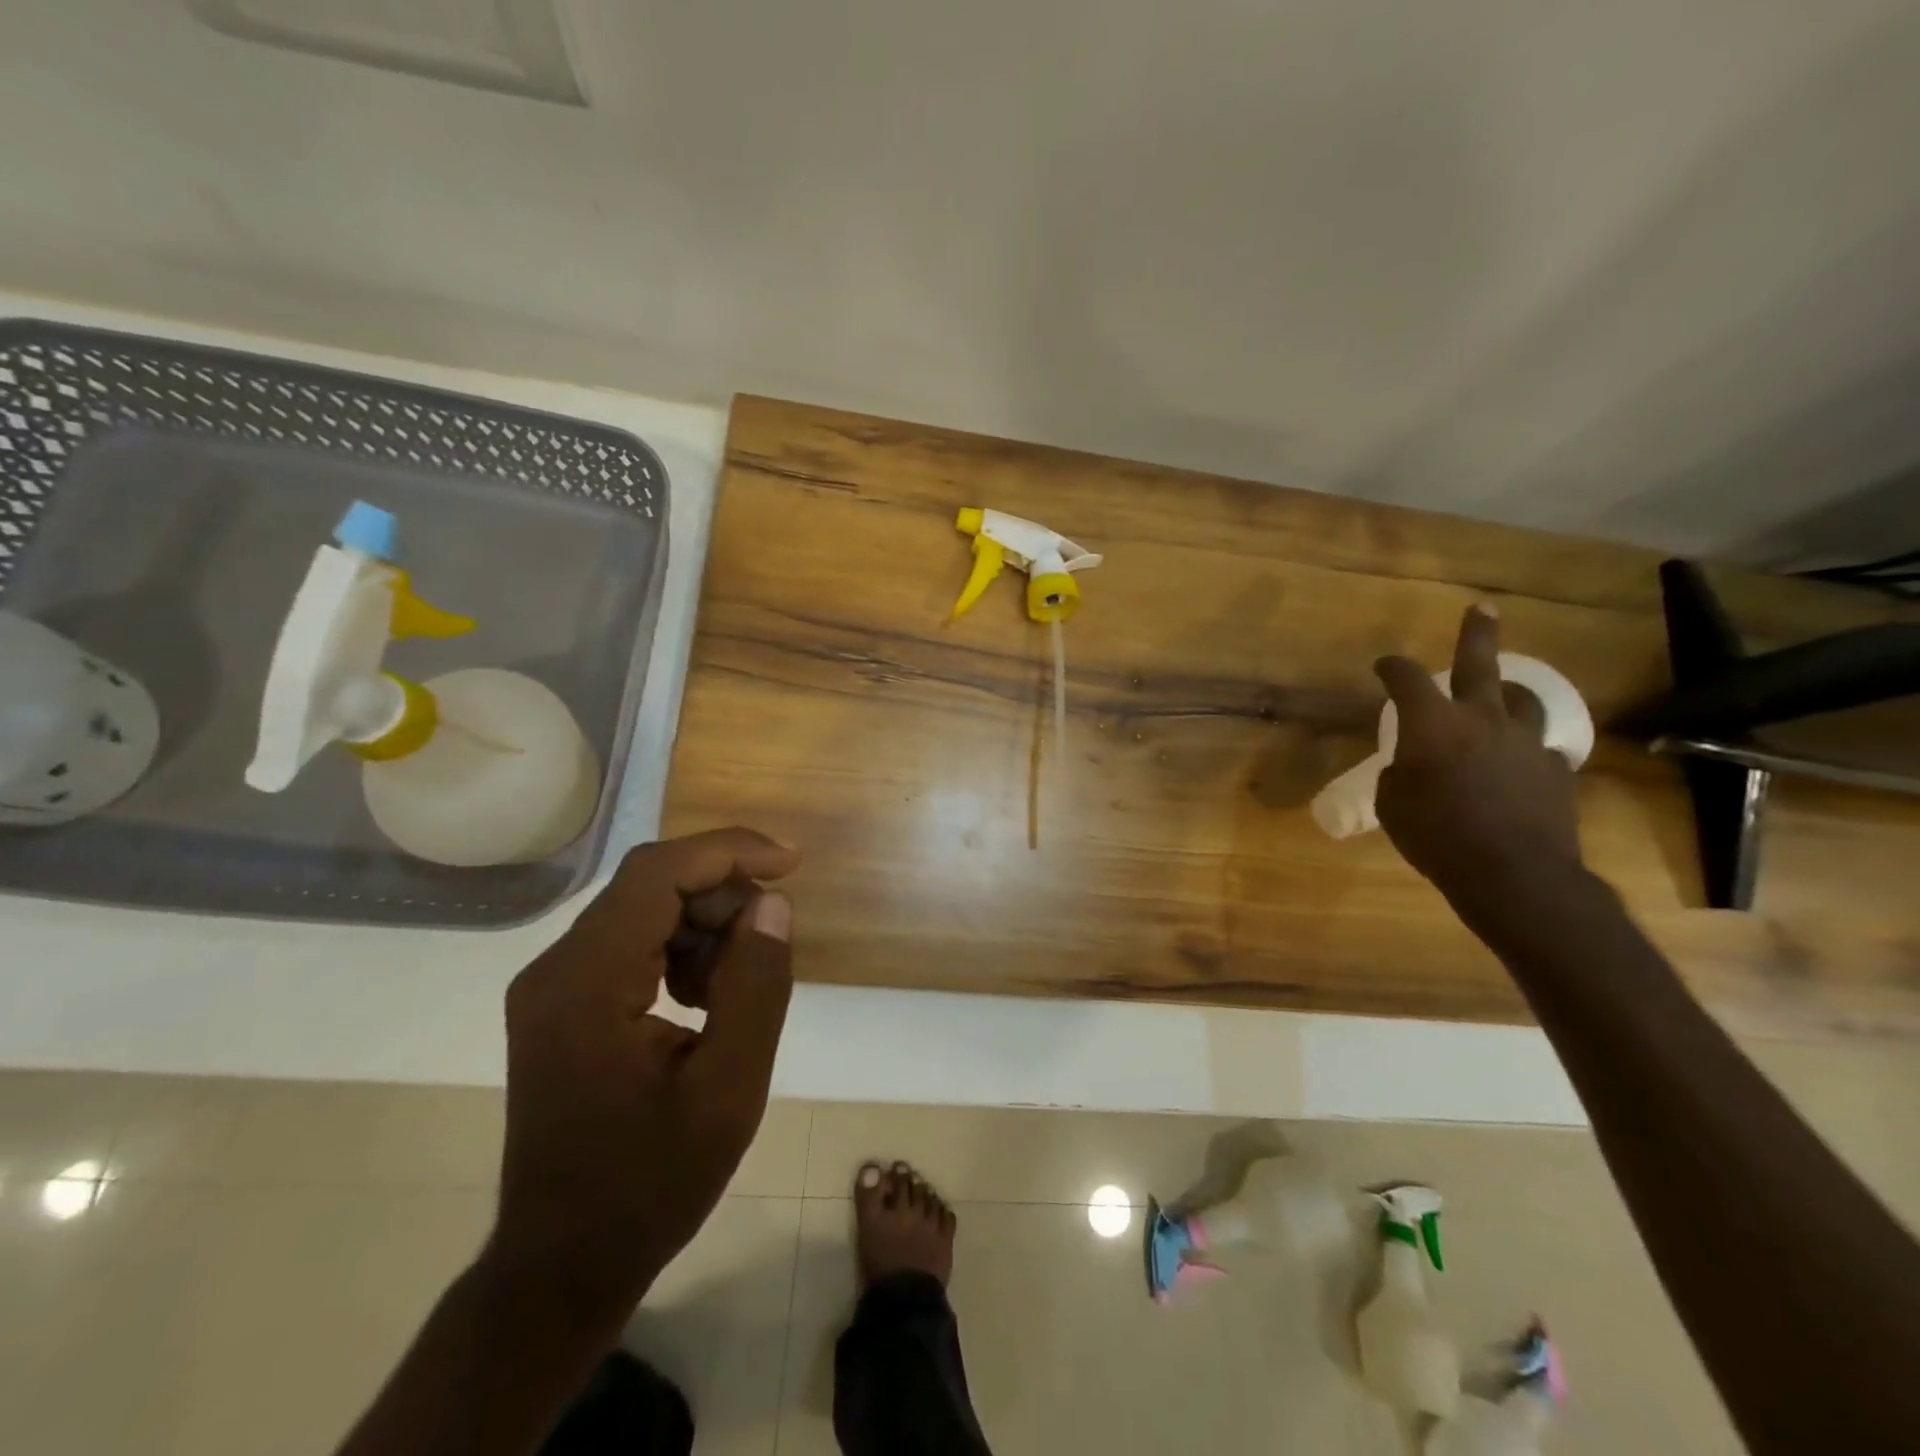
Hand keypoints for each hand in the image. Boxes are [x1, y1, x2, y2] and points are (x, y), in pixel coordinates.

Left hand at [486, 828, 800, 1336]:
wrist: (562, 1267)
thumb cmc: (650, 1185)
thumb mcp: (728, 1089)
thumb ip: (757, 986)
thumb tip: (772, 905)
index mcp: (587, 983)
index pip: (658, 873)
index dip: (729, 852)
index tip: (791, 863)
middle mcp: (557, 970)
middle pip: (651, 887)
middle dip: (723, 898)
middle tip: (771, 943)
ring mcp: (553, 988)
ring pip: (645, 912)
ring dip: (705, 929)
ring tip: (738, 988)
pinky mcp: (562, 1006)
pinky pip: (632, 945)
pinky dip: (681, 954)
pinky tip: (705, 1003)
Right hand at [1374, 605, 1582, 903]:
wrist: (1513, 874)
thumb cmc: (1435, 836)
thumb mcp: (1392, 805)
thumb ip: (1400, 774)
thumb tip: (1412, 766)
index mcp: (1433, 725)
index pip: (1407, 679)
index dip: (1392, 668)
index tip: (1384, 665)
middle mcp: (1482, 720)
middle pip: (1480, 665)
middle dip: (1478, 634)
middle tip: (1483, 609)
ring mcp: (1525, 743)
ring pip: (1523, 701)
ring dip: (1508, 695)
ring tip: (1503, 695)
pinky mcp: (1555, 771)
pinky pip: (1540, 749)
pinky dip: (1525, 750)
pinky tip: (1520, 765)